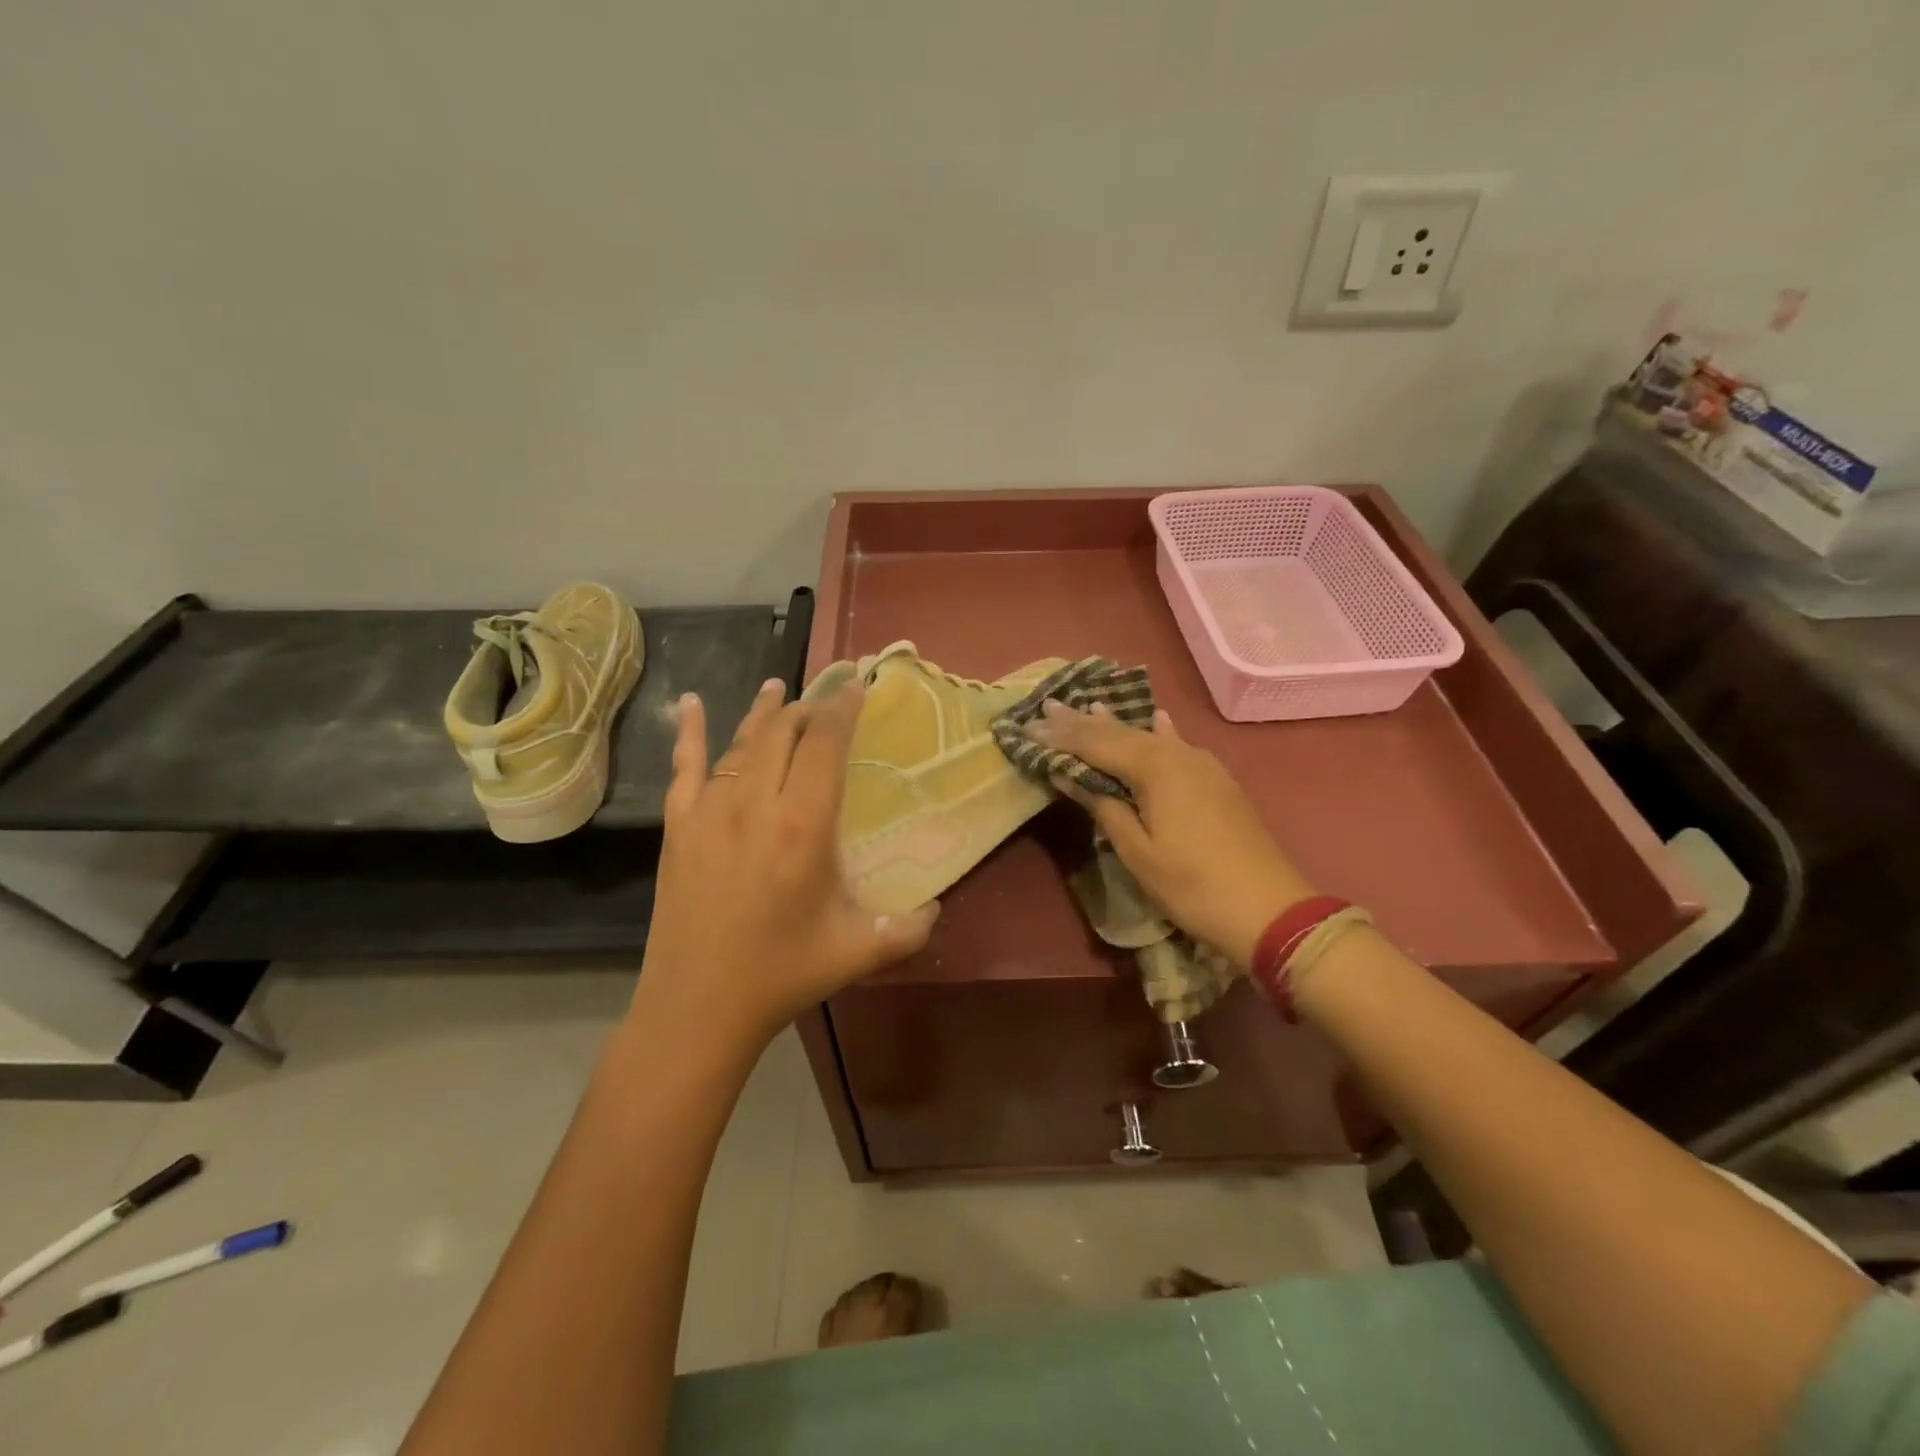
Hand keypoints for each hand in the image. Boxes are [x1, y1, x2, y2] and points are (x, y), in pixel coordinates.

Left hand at [635, 679, 938, 1047]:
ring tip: (782, 688)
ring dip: (765, 712)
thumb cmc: (782, 974)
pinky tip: (694, 702)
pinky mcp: (678, 826)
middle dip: (809, 708)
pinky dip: (691, 731)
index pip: (825, 745)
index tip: (856, 686)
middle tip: (828, 698)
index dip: (842, 709)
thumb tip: (939, 907)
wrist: (697, 1006)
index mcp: (803, 826)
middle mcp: (756, 804)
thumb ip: (909, 928)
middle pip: (784, 733)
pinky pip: (684, 765)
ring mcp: (710, 811)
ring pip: (741, 742)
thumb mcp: (858, 951)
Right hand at [1026, 701, 1313, 964]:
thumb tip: (1068, 774)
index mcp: (1156, 768)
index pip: (1096, 744)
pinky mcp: (1216, 780)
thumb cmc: (1193, 886)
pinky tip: (1156, 718)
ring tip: (1087, 705)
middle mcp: (1178, 755)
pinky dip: (1158, 732)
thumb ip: (1103, 806)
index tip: (1029, 726)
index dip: (1060, 736)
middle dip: (1081, 722)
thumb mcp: (1138, 851)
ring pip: (1149, 736)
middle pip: (1121, 733)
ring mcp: (1202, 765)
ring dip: (1116, 724)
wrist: (1269, 909)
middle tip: (1047, 706)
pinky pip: (1176, 745)